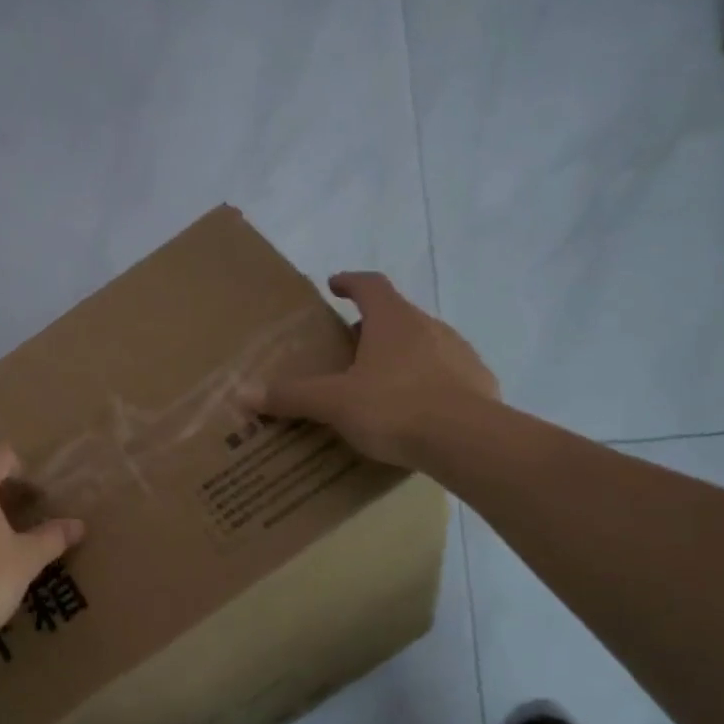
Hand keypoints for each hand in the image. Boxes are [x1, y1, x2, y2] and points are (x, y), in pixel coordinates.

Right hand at [251, 271, 498, 468]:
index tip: (335, 285)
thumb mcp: (333, 403)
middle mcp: (429, 327)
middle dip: (371, 327)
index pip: (370, 285)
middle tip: (348, 349)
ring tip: (379, 383)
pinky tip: (416, 409)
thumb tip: (243, 393)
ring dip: (401, 354)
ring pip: (424, 344)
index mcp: (393, 321)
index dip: (350, 282)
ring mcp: (459, 353)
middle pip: (396, 315)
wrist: (468, 441)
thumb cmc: (394, 408)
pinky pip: (447, 374)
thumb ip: (291, 396)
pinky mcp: (479, 383)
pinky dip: (428, 382)